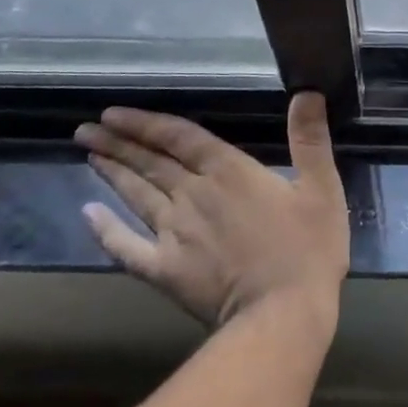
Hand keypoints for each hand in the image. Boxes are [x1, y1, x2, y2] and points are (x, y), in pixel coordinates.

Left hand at [75, 93, 348, 329]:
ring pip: (136, 195)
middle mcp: (192, 194)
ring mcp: (173, 233)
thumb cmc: (307, 248)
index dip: (145, 123)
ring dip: (112, 173)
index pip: (178, 137)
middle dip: (117, 143)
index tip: (113, 113)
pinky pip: (126, 247)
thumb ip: (310, 139)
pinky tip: (88, 215)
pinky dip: (105, 231)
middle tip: (85, 130)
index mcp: (228, 171)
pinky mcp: (165, 269)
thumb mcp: (322, 187)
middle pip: (149, 162)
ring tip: (90, 154)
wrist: (282, 314)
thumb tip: (307, 92)